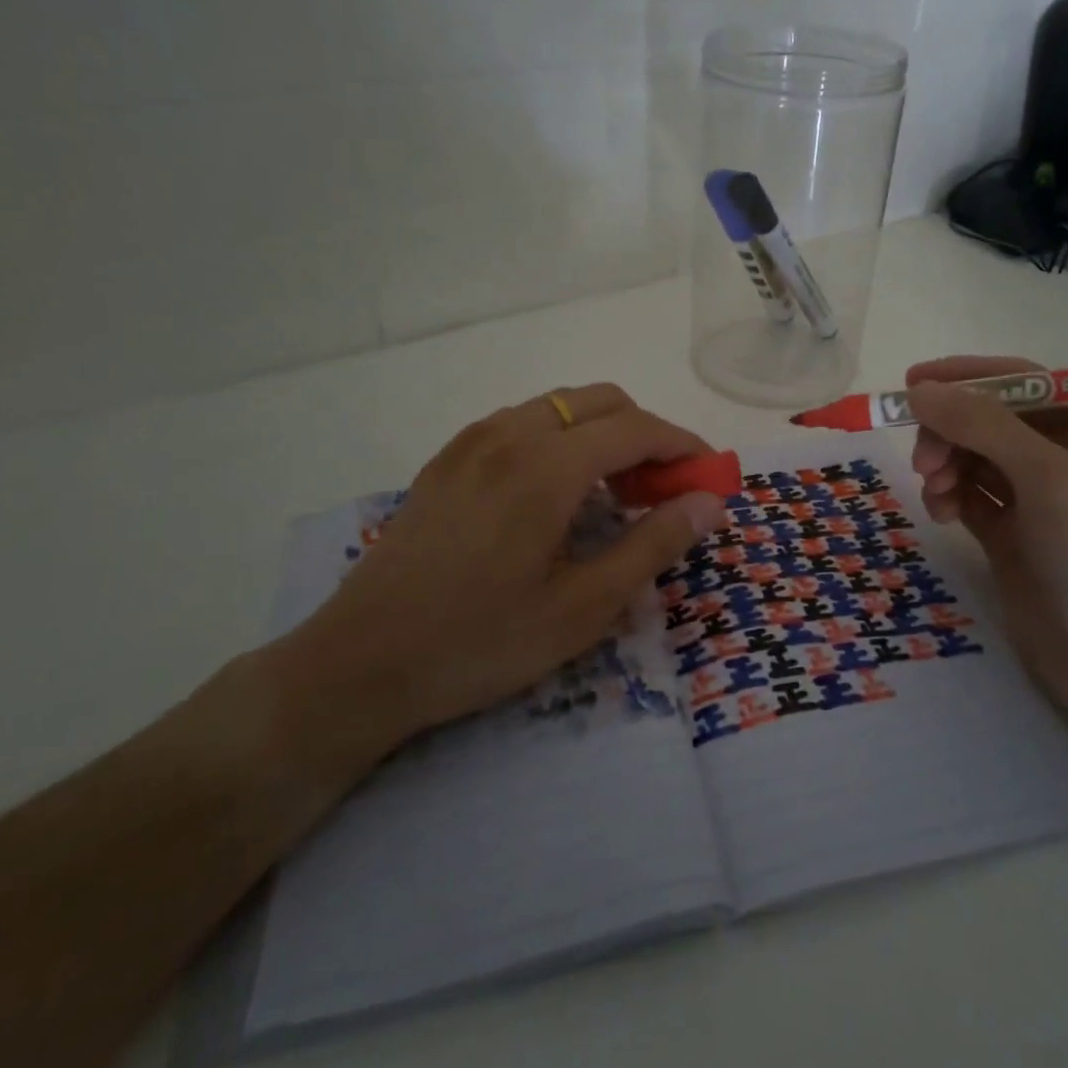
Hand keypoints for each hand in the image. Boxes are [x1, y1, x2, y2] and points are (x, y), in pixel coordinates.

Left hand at [260, 385, 728, 787]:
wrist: (357, 665)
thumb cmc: (479, 643)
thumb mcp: (582, 608)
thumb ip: (652, 544)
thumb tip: (708, 502)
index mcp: (545, 465)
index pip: (637, 428)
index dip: (684, 446)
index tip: (710, 477)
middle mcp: (508, 434)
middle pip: (601, 402)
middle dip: (646, 434)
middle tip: (664, 490)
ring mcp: (471, 442)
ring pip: (560, 407)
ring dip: (602, 435)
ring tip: (614, 495)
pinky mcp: (446, 460)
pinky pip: (522, 425)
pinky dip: (561, 441)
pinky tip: (557, 496)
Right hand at [906, 356, 1067, 721]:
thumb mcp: (1050, 479)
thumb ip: (984, 426)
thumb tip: (921, 390)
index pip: (1023, 384)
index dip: (968, 377)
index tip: (914, 384)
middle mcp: (1066, 461)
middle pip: (990, 422)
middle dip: (951, 431)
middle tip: (923, 461)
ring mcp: (1038, 502)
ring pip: (974, 459)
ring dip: (946, 464)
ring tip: (934, 491)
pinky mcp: (1013, 538)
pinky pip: (970, 497)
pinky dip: (949, 496)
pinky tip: (942, 515)